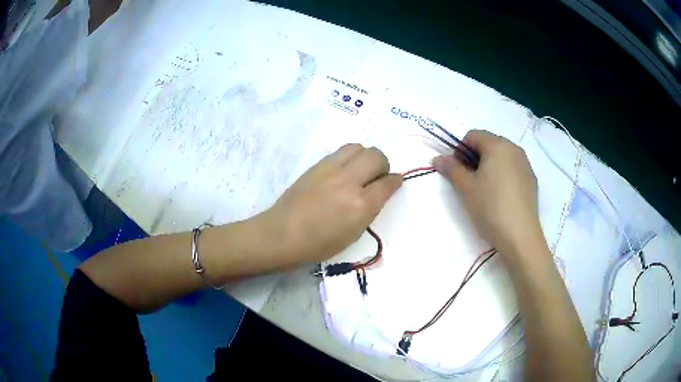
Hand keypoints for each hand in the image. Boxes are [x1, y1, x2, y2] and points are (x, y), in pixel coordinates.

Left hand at [261, 144, 402, 266]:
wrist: (283, 233)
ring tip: (360, 169)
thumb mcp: (353, 234)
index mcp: (361, 205)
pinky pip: (341, 151)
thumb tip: (377, 193)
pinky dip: (349, 157)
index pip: (388, 183)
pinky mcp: (317, 165)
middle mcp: (349, 182)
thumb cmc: (318, 244)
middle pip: (376, 157)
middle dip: (383, 165)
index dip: (395, 181)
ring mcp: (331, 170)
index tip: (395, 181)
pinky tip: (344, 170)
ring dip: (366, 156)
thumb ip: (369, 210)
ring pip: (359, 147)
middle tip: (377, 176)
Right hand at [433, 130, 543, 257]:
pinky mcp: (531, 180)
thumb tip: (437, 158)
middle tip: (469, 181)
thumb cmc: (490, 207)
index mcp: (498, 145)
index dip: (460, 150)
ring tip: (485, 190)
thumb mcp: (466, 188)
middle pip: (488, 144)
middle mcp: (514, 149)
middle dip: (475, 158)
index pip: (472, 135)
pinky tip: (500, 196)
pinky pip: (513, 169)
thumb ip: (451, 168)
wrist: (520, 235)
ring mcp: (526, 164)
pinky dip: (503, 175)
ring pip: (501, 157)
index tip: (458, 171)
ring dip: (489, 166)